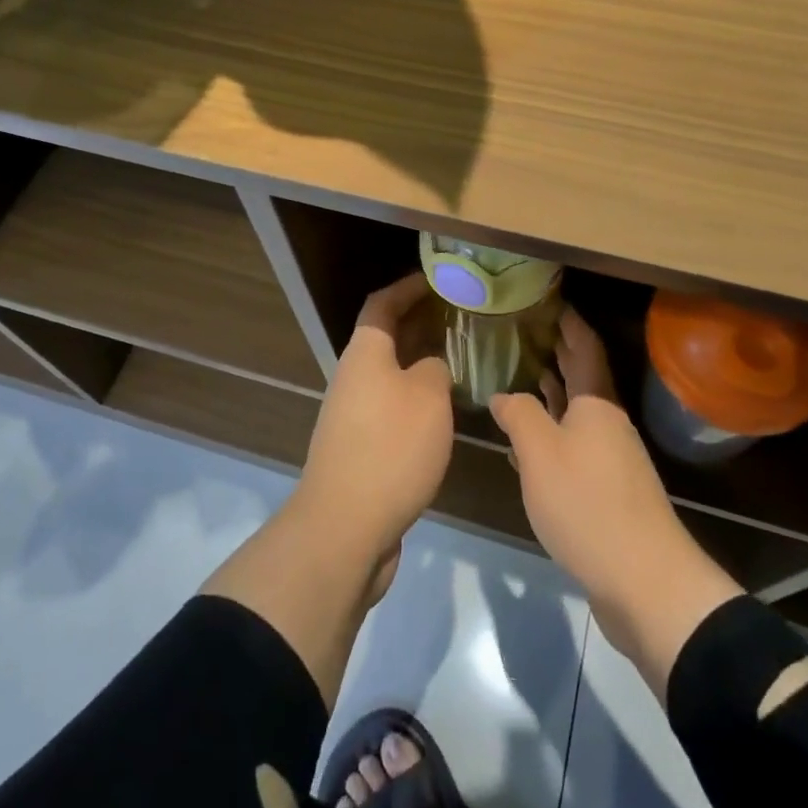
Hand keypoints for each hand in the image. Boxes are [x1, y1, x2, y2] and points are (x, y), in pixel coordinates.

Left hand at [292, 274, 453, 588]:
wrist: (344, 527)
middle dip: (420, 324)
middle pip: (386, 338)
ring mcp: (354, 415)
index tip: (438, 280)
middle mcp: (354, 378)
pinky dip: (417, 400)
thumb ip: (434, 369)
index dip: (408, 287)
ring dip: (421, 364)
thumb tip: (430, 367)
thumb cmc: (390, 448)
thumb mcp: (427, 397)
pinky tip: (445, 412)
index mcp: (365, 354)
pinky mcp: (361, 449)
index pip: (382, 304)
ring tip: (462, 361)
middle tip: (461, 319)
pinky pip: (392, 408)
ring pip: (391, 375)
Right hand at [490, 309, 741, 698]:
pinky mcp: (608, 492)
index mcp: (597, 404)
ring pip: (578, 414)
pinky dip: (555, 433)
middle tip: (530, 331)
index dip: (569, 323)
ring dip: (554, 394)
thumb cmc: (586, 503)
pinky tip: (533, 443)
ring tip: (525, 376)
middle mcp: (608, 423)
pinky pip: (576, 446)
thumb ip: (518, 415)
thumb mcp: (540, 452)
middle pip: (583, 379)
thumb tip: (503, 394)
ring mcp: (611, 459)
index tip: (551, 301)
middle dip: (560, 354)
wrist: (643, 580)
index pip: (585, 349)